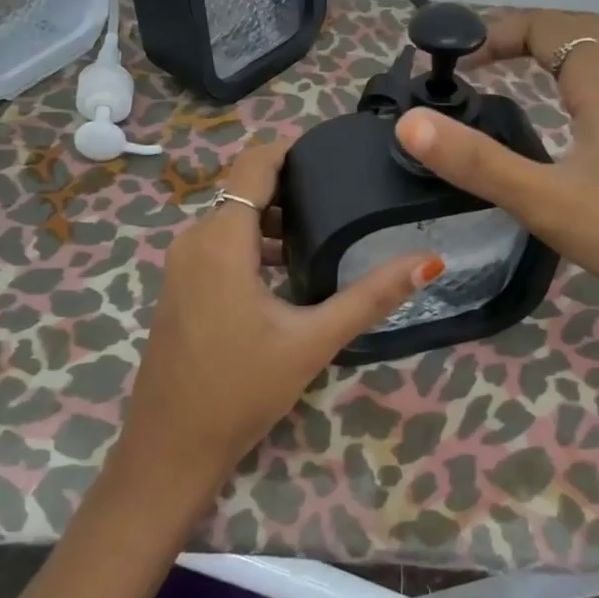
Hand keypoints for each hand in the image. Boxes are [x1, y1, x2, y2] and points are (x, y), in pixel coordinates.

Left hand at [117, 139, 443, 492]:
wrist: (170, 448)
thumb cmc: (240, 390)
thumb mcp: (312, 341)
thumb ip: (370, 296)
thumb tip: (428, 260)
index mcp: (221, 239)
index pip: (255, 164)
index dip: (293, 149)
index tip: (337, 152)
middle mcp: (194, 240)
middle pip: (246, 189)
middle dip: (293, 186)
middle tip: (346, 194)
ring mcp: (182, 265)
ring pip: (233, 218)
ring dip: (276, 219)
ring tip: (328, 232)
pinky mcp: (181, 287)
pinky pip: (221, 244)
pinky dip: (255, 243)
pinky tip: (291, 270)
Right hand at [393, 10, 598, 345]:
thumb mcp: (546, 199)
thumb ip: (478, 163)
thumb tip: (410, 123)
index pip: (546, 26)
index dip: (495, 32)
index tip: (455, 60)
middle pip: (575, 37)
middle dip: (522, 38)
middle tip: (478, 65)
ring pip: (596, 68)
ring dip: (551, 62)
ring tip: (511, 86)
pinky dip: (573, 93)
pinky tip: (565, 132)